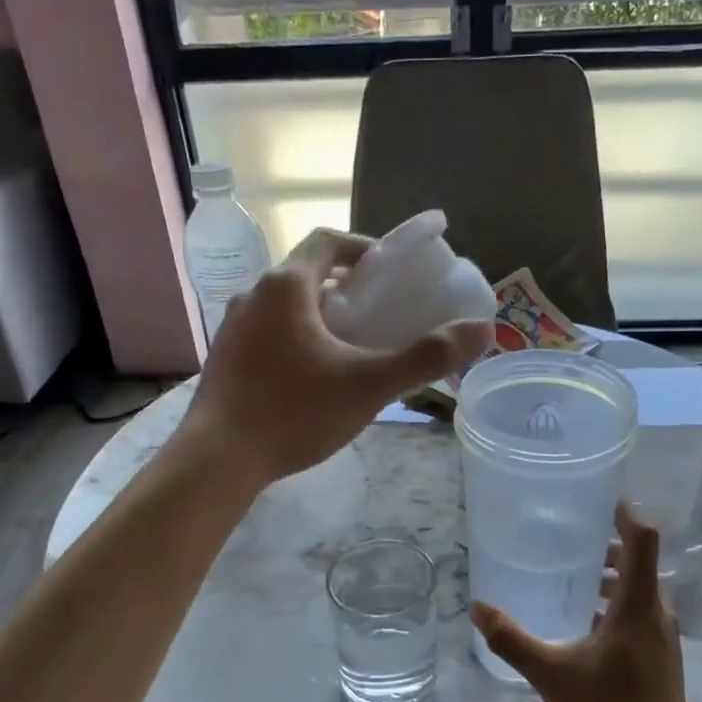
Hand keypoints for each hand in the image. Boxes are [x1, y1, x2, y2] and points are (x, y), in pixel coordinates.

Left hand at [184, 228, 491, 487]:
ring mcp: (232, 328)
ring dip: (320, 315)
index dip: (364, 248)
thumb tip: (483, 330)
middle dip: (346, 287)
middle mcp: (253, 295)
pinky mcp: (224, 358)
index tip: (392, 272)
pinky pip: (268, 333)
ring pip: (285, 306)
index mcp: (286, 286)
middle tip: (381, 313)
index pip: (328, 241)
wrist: (218, 460)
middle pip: (307, 273)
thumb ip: (425, 357)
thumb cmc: (293, 413)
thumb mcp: (368, 386)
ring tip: (352, 347)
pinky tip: (313, 378)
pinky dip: (296, 339)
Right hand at [470, 505, 699, 701]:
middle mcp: (658, 614)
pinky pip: (641, 613)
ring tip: (573, 579)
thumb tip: (477, 607)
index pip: (643, 540)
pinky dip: (617, 603)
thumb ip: (512, 640)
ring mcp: (664, 637)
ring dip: (612, 578)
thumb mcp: (551, 674)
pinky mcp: (662, 658)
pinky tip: (586, 625)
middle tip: (569, 538)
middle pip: (640, 562)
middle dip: (608, 546)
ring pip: (640, 590)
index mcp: (638, 606)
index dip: (625, 513)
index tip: (599, 500)